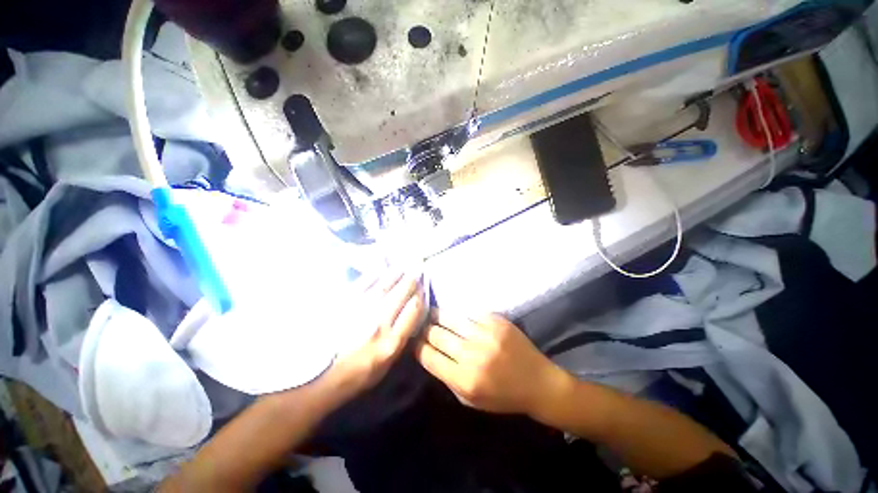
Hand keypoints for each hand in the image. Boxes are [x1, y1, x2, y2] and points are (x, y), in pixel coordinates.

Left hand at [318, 269, 425, 406]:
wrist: (321, 377)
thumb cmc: (358, 373)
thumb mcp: (387, 365)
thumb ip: (401, 339)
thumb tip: (410, 315)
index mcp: (392, 342)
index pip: (413, 311)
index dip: (420, 296)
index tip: (422, 289)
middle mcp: (379, 324)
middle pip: (400, 295)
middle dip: (410, 281)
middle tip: (415, 271)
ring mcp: (360, 312)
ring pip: (383, 287)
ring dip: (395, 275)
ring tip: (401, 267)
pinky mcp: (343, 305)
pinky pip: (362, 285)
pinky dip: (372, 275)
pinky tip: (379, 270)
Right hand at [415, 310, 570, 415]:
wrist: (538, 383)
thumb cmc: (503, 396)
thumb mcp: (470, 400)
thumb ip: (447, 377)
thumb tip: (429, 352)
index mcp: (464, 379)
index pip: (428, 356)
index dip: (417, 346)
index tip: (414, 340)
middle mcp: (473, 355)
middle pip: (436, 334)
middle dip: (425, 329)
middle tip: (422, 325)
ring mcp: (486, 335)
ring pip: (450, 318)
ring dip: (438, 316)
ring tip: (432, 314)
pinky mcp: (497, 321)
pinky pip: (469, 313)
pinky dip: (460, 315)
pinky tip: (457, 315)